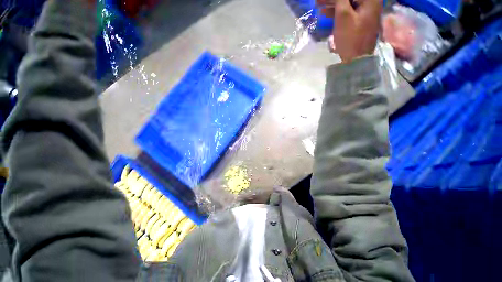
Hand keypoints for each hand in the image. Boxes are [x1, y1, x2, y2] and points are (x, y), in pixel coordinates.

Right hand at [318, 0, 381, 61]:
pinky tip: (329, 14)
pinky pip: (350, 12)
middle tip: (319, 3)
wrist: (357, 60)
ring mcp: (367, 12)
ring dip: (335, 5)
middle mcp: (371, 2)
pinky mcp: (362, 21)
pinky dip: (339, 12)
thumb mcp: (343, 16)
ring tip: (322, 9)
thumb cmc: (351, 38)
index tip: (320, 1)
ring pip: (349, 4)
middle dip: (334, 0)